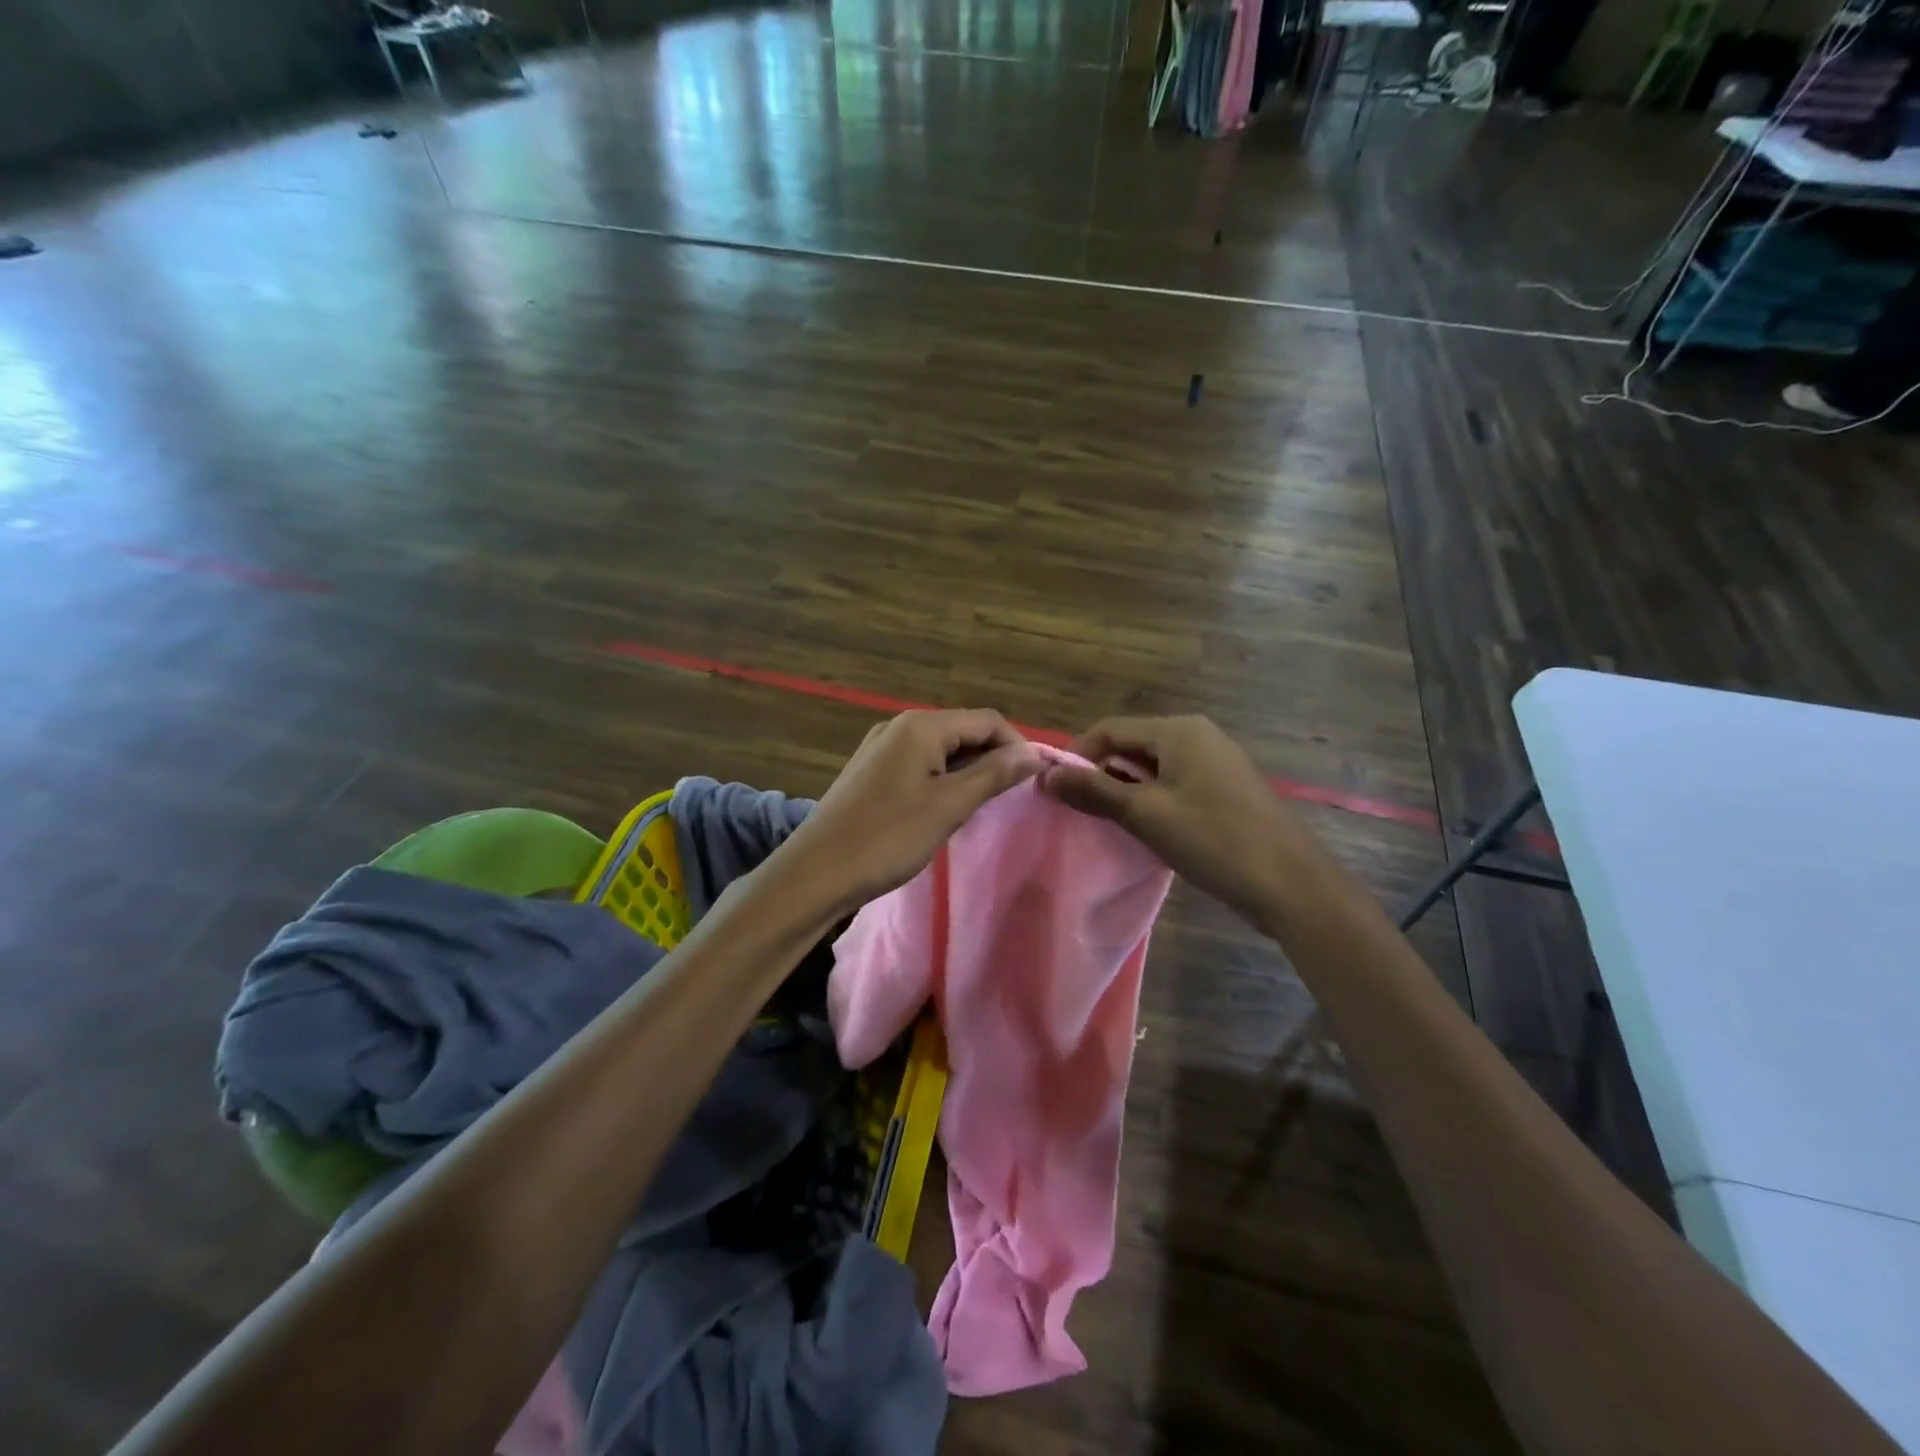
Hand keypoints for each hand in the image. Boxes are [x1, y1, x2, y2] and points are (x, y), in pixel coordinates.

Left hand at [780, 709, 1041, 914]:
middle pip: (963, 730)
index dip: (1017, 746)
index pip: (987, 720)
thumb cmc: (887, 837)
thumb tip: (1035, 752)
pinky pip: (919, 763)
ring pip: (941, 748)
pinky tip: (946, 807)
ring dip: (968, 770)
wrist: (815, 873)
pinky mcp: (871, 770)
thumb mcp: (948, 806)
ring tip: (983, 806)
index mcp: (921, 725)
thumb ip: (993, 774)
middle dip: (992, 758)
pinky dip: (942, 778)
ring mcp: (881, 747)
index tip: (1034, 781)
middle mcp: (900, 725)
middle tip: (1011, 797)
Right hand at [1040, 715, 1321, 924]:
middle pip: (1132, 745)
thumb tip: (1046, 776)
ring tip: (1107, 823)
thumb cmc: (1214, 840)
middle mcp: (1198, 735)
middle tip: (1079, 810)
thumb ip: (1094, 791)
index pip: (1110, 729)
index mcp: (1179, 730)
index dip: (1077, 756)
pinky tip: (1146, 829)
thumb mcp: (1145, 814)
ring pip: (1153, 766)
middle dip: (1101, 773)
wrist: (1291, 884)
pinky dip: (1152, 800)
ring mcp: (1216, 762)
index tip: (1055, 791)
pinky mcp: (1226, 788)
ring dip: (1125, 789)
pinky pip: (1175, 783)